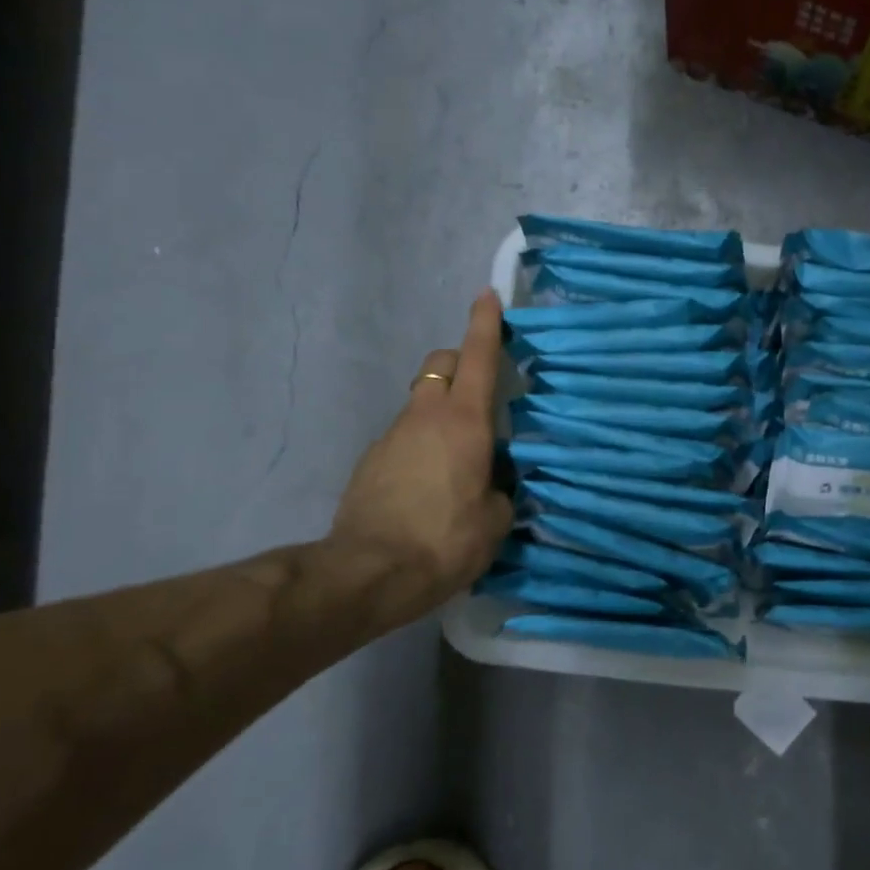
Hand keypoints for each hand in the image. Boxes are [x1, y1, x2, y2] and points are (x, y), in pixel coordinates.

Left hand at [327, 291, 514, 622]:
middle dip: (460, 363)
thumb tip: (494, 482)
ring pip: (421, 402)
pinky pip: (404, 437)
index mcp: (464, 420)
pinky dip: (421, 445)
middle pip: (440, 364)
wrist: (368, 574)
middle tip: (481, 392)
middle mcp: (426, 415)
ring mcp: (391, 436)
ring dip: (441, 412)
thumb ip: (502, 488)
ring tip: (459, 458)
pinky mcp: (370, 461)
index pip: (477, 356)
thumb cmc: (445, 539)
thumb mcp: (496, 519)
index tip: (488, 295)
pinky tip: (428, 486)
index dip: (485, 323)